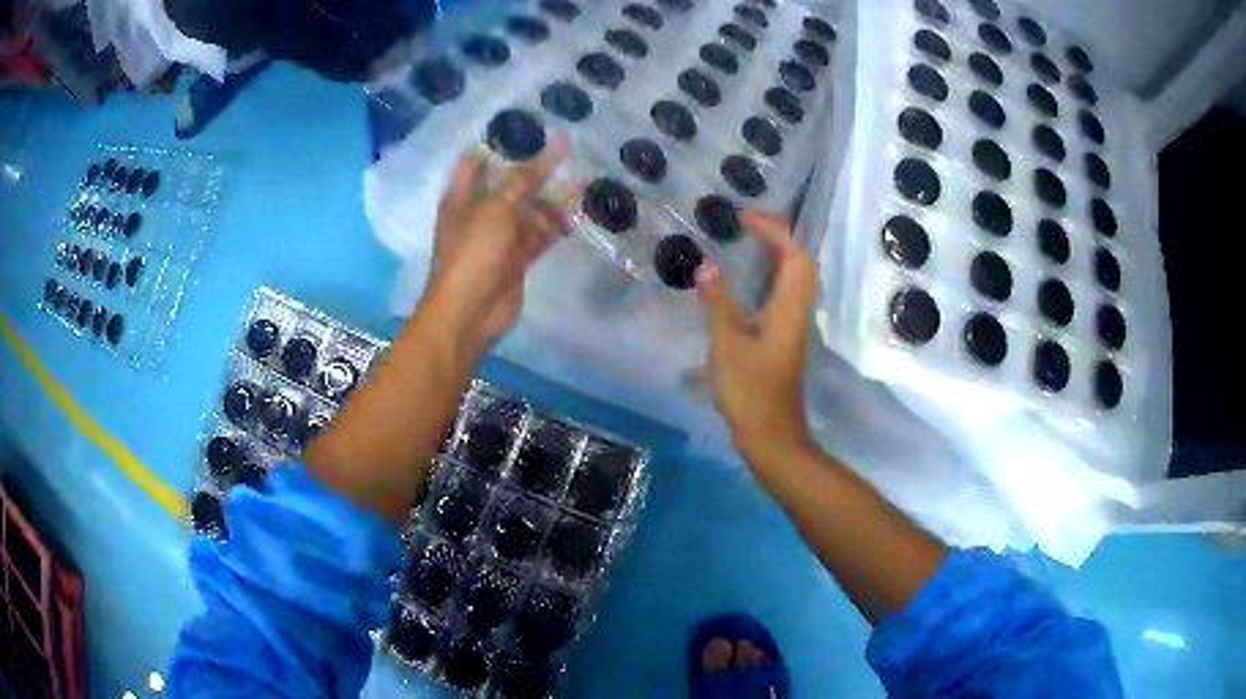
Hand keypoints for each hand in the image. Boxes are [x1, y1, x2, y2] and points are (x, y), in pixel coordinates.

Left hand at [426, 141, 569, 349]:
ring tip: (579, 189)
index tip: (532, 131)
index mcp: (462, 197)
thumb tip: (556, 144)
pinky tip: (575, 219)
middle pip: (508, 185)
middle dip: (535, 172)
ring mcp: (498, 237)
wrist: (469, 311)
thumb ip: (526, 178)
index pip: (477, 162)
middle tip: (568, 157)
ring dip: (550, 202)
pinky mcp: (515, 259)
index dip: (500, 146)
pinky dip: (554, 228)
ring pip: (527, 211)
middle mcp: (479, 213)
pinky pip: (538, 237)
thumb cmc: (473, 252)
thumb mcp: (497, 208)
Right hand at [697, 211, 817, 463]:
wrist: (772, 434)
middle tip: (747, 224)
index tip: (743, 217)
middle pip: (801, 261)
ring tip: (747, 242)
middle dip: (778, 236)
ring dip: (777, 254)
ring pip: (796, 278)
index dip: (773, 229)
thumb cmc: (750, 391)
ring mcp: (794, 325)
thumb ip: (717, 303)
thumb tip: (706, 265)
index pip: (793, 254)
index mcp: (788, 308)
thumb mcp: (727, 345)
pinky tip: (747, 280)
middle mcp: (798, 311)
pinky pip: (785, 293)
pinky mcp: (786, 338)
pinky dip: (771, 275)